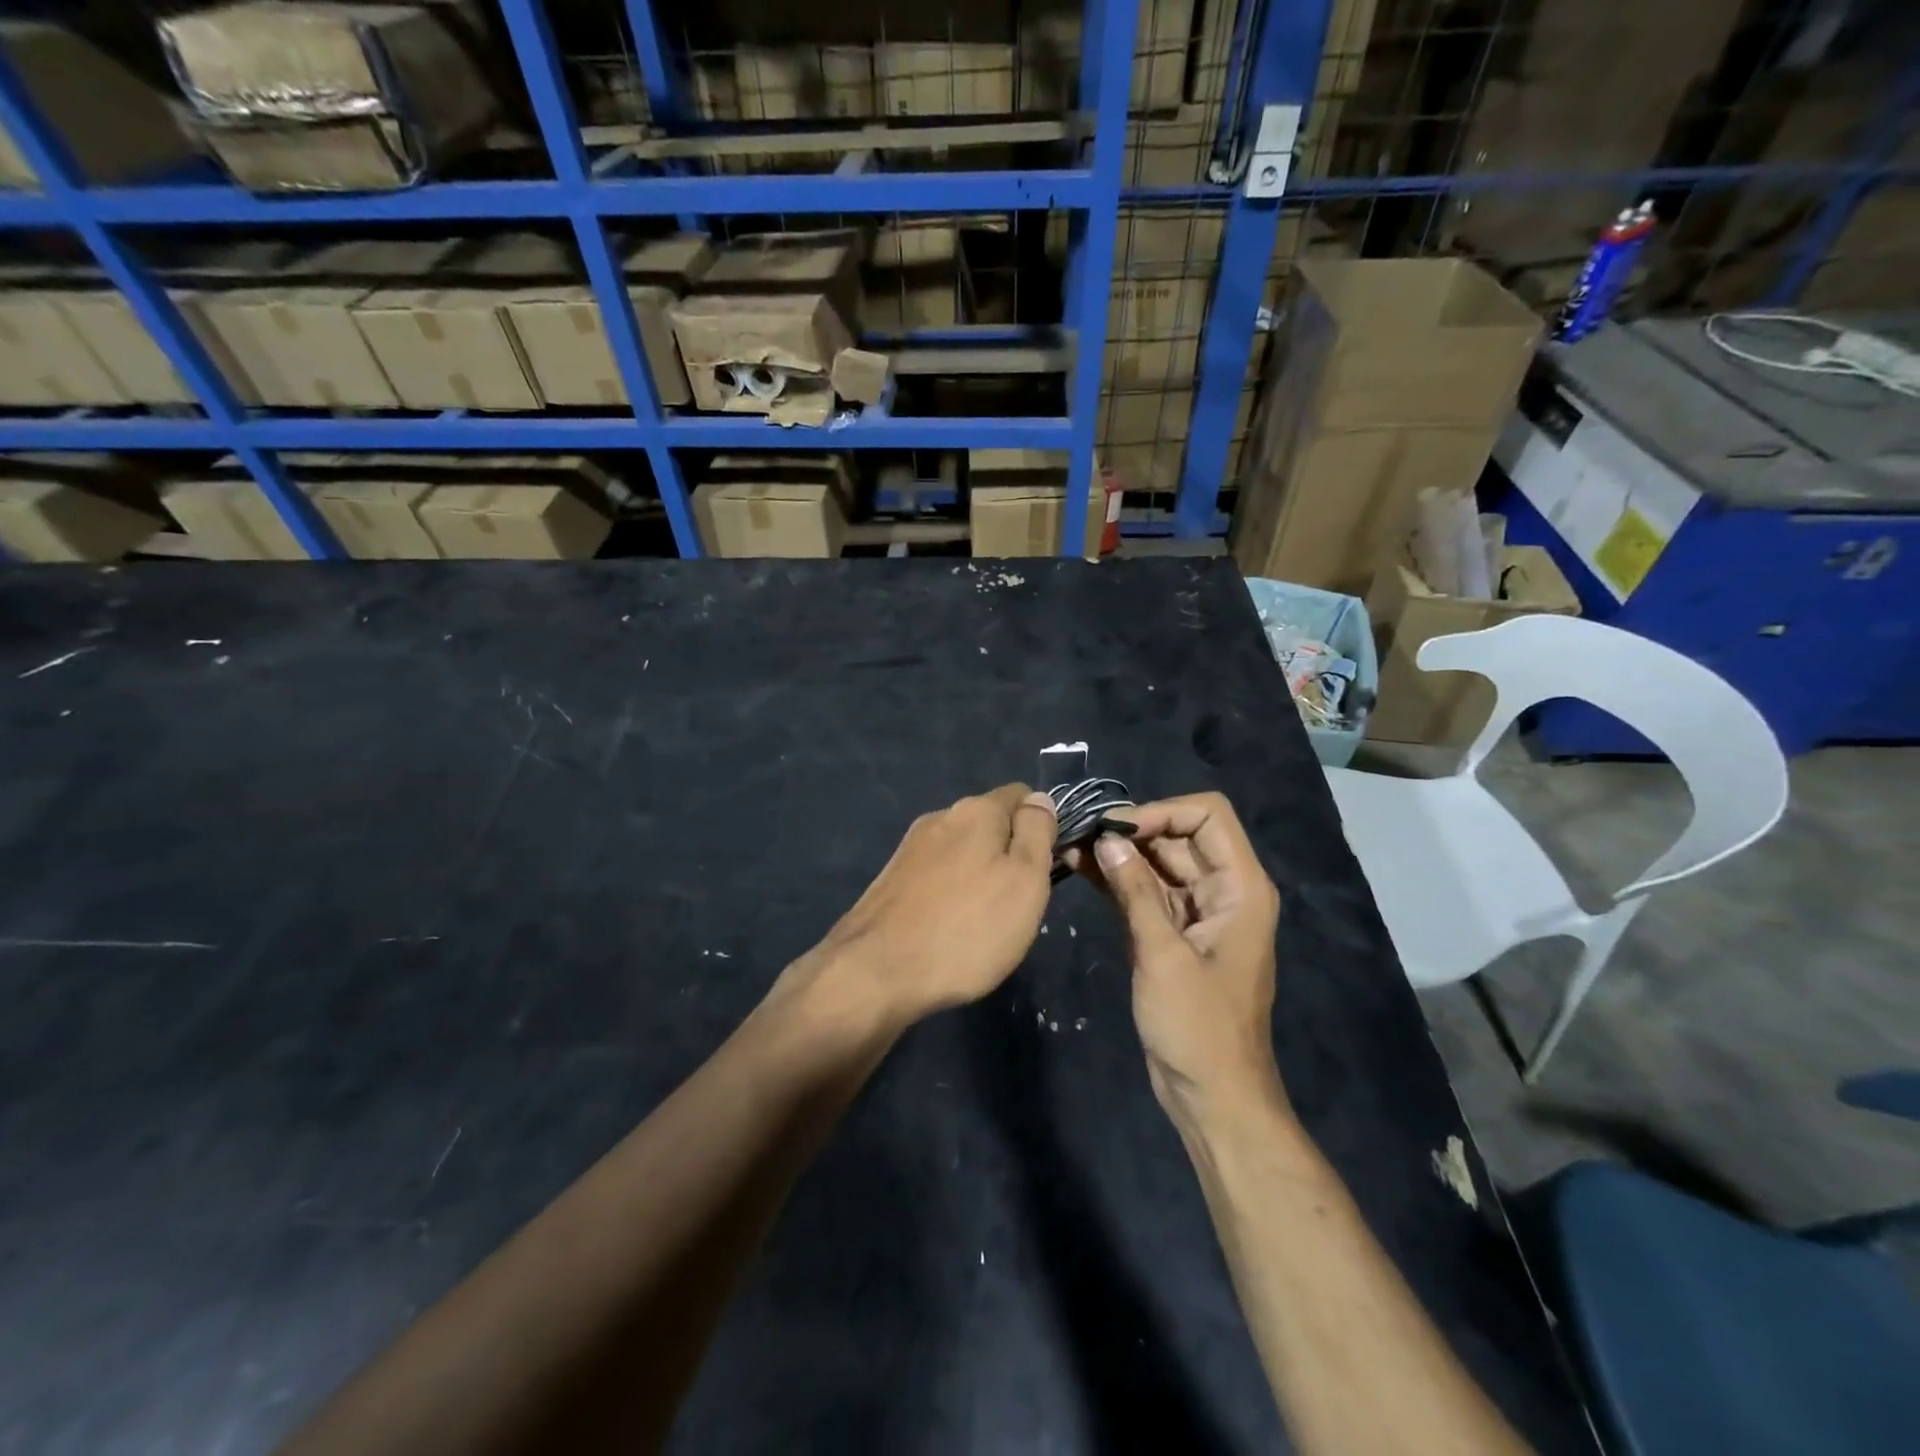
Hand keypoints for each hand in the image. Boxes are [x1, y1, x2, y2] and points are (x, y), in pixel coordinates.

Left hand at [804, 783, 1056, 1029]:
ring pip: (962, 851)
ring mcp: (910, 848)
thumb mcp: (1025, 881)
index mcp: (976, 810)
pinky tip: (950, 928)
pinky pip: (937, 875)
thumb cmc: (967, 929)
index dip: (1042, 825)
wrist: (876, 972)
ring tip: (984, 922)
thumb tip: (1040, 800)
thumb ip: (1037, 833)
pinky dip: (951, 893)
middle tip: (1019, 903)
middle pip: (990, 824)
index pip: (1022, 795)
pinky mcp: (891, 878)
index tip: (1048, 866)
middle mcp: (940, 817)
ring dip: (979, 876)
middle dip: (1009, 854)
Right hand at [1082, 793, 1283, 1125]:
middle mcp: (1222, 890)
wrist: (1211, 1095)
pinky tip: (1079, 867)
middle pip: (1178, 836)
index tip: (1117, 829)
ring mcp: (1196, 912)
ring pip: (1157, 863)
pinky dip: (1116, 879)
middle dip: (1132, 830)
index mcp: (1240, 888)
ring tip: (1070, 844)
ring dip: (1118, 853)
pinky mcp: (1172, 932)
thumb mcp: (1163, 954)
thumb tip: (1108, 838)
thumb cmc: (1197, 1026)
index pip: (1208, 816)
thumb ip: (1136, 891)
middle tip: (1081, 832)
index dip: (1163, 812)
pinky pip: (1145, 892)